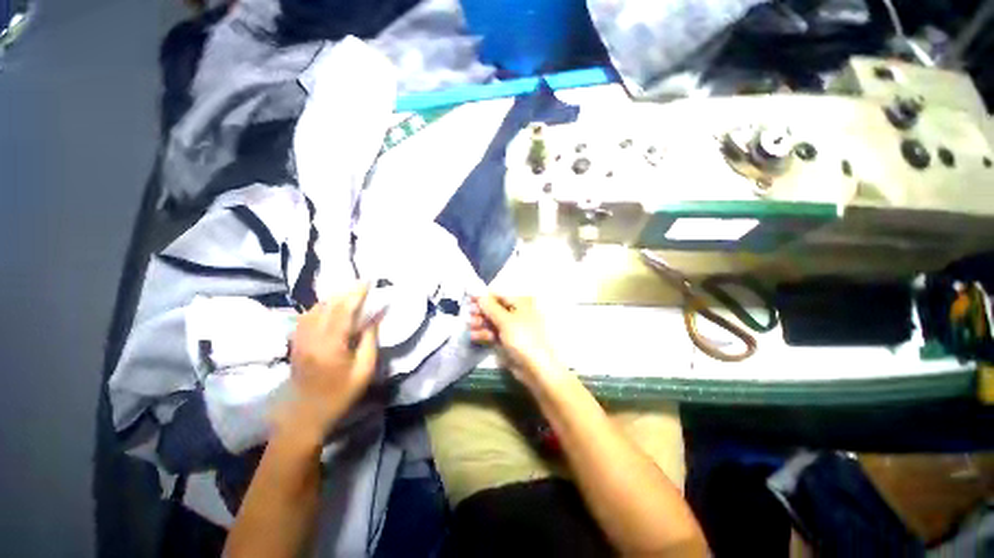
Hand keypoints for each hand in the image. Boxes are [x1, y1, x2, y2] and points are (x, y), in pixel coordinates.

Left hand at [284, 283, 378, 435]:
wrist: (305, 415)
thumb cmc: (340, 395)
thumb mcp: (364, 370)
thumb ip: (370, 340)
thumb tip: (376, 316)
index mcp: (331, 345)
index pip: (344, 310)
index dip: (357, 293)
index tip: (369, 281)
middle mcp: (312, 337)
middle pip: (328, 305)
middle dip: (347, 292)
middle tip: (363, 285)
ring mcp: (300, 339)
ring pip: (315, 308)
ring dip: (334, 298)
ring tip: (350, 295)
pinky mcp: (296, 343)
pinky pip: (306, 317)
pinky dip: (321, 307)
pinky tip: (330, 308)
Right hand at [469, 294, 566, 388]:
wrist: (535, 367)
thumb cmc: (522, 338)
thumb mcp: (505, 320)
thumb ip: (490, 307)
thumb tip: (478, 294)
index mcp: (521, 303)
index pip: (499, 295)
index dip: (484, 297)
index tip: (469, 299)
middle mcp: (517, 313)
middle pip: (495, 308)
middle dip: (481, 311)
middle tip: (468, 314)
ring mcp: (512, 327)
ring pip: (493, 321)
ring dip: (480, 322)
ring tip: (470, 326)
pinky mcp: (508, 341)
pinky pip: (494, 333)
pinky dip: (484, 333)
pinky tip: (474, 335)